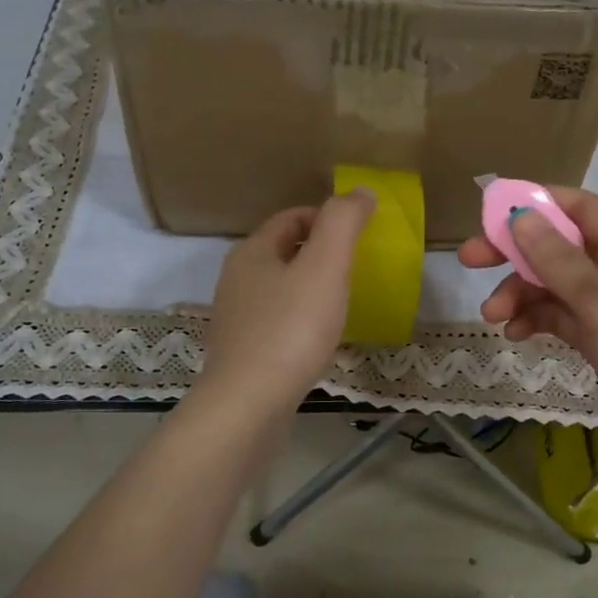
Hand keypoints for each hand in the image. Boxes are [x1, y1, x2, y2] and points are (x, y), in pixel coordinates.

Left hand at [199, 191, 374, 411]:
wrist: (247, 406)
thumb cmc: (290, 330)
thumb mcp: (325, 267)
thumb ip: (343, 223)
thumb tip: (361, 191)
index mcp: (252, 252)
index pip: (292, 218)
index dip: (327, 218)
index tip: (359, 236)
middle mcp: (237, 279)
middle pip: (284, 251)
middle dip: (320, 253)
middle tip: (356, 269)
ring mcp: (236, 318)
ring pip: (280, 288)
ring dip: (310, 287)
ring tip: (343, 302)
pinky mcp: (242, 353)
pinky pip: (277, 322)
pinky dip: (301, 319)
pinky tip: (319, 339)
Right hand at [458, 187, 597, 465]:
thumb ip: (559, 260)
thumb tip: (520, 214)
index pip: (577, 207)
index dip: (533, 203)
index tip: (486, 214)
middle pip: (559, 246)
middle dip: (514, 253)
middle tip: (469, 261)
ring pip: (555, 285)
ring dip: (521, 294)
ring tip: (492, 317)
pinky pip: (562, 318)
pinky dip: (538, 321)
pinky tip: (516, 335)